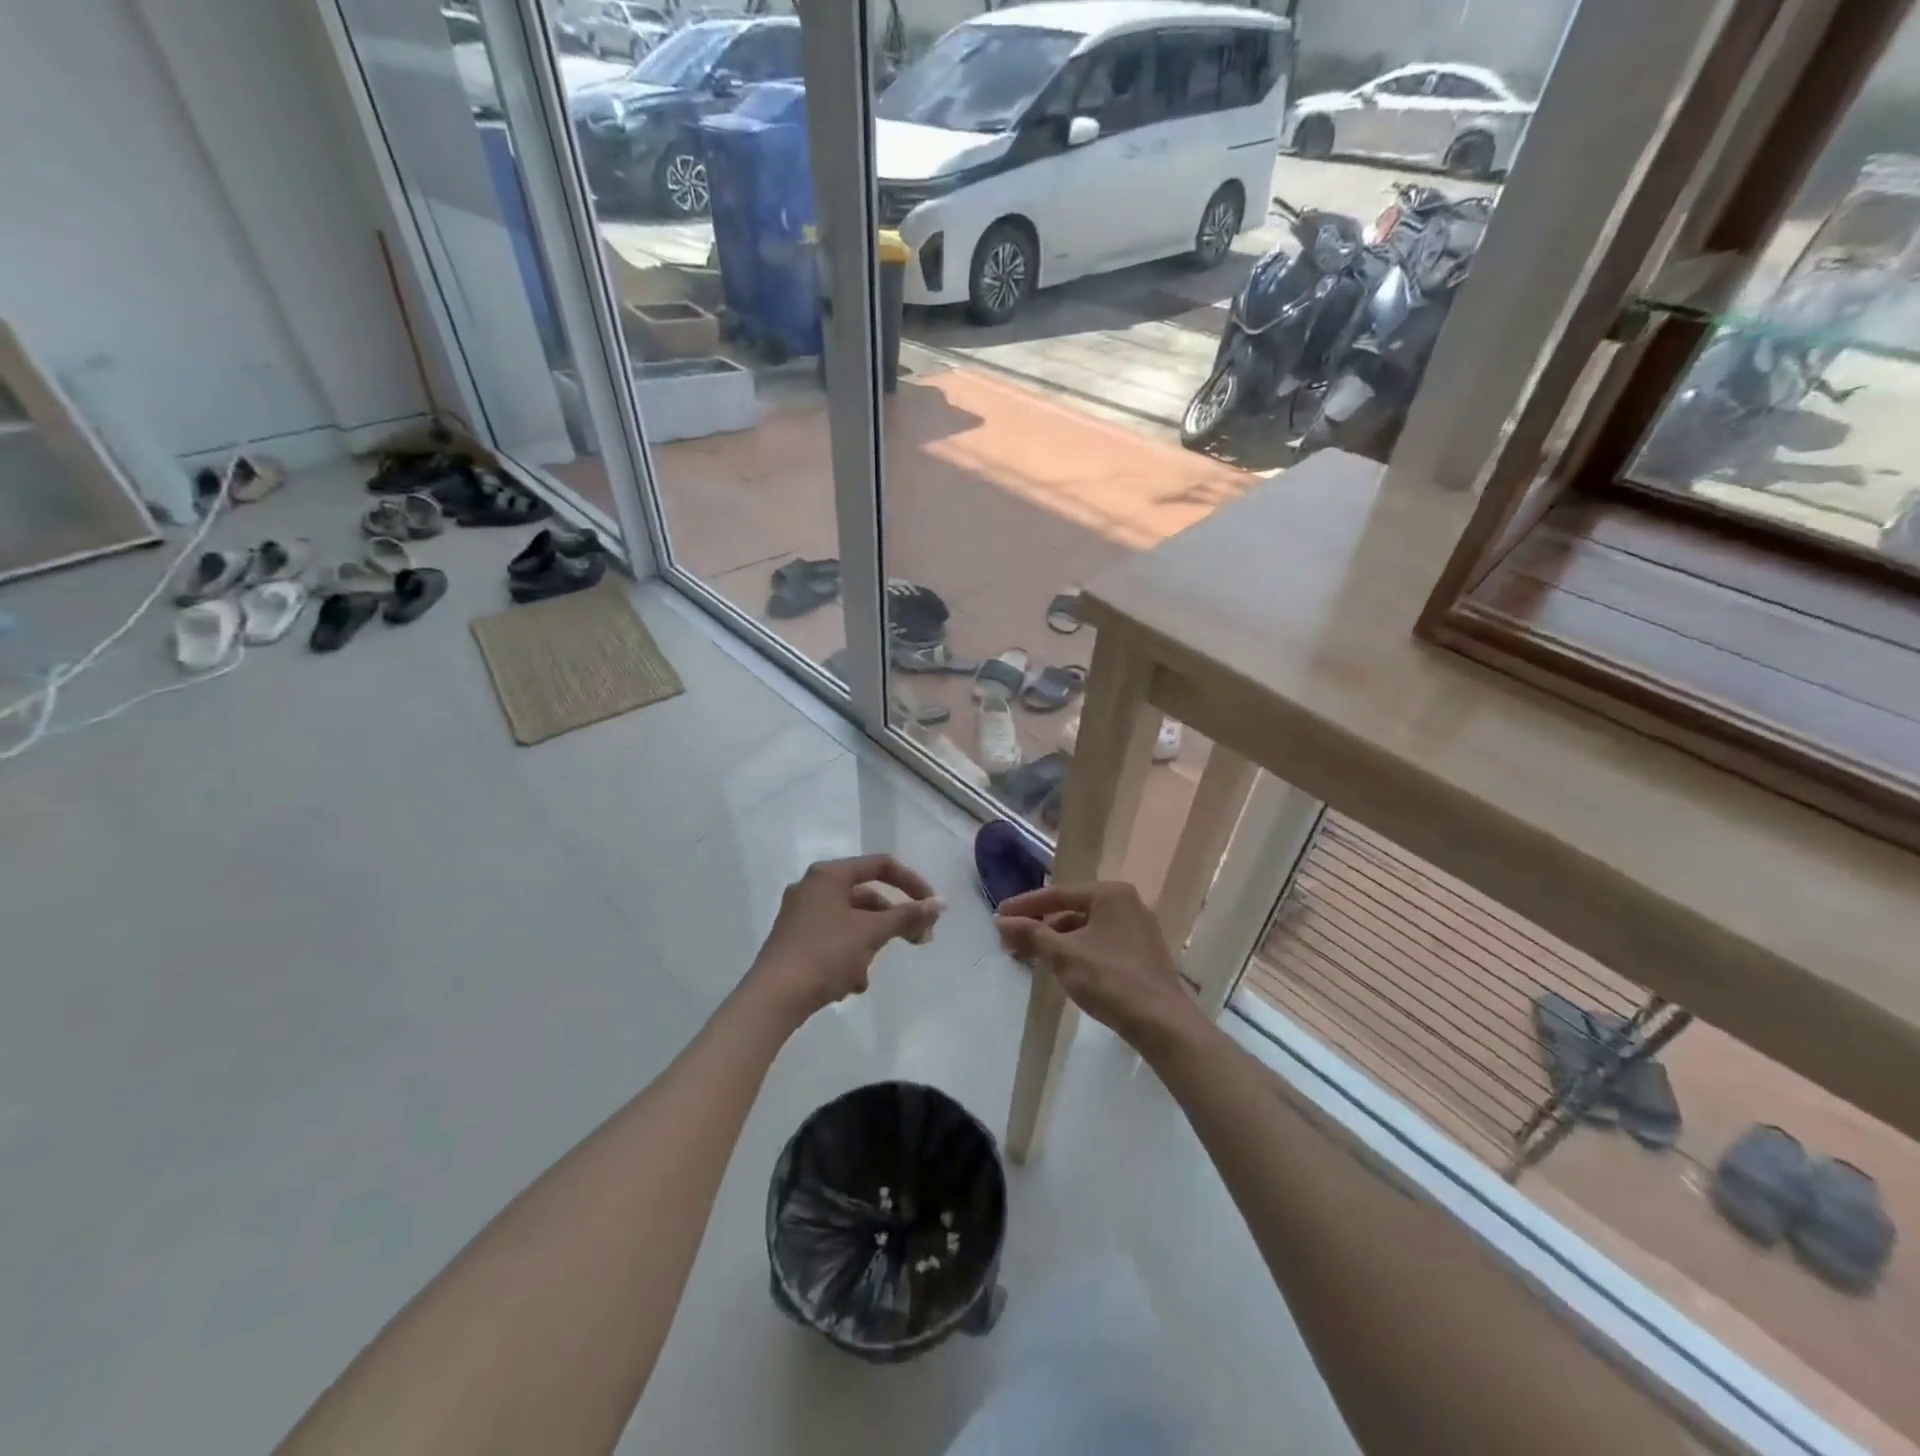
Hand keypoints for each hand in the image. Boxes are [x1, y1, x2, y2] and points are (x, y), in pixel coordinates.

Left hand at [745, 854, 944, 1024]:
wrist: (773, 998)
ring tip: (868, 973)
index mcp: (829, 875)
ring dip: (869, 945)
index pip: (881, 865)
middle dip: (893, 921)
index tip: (932, 908)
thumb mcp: (871, 933)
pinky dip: (848, 957)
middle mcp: (812, 887)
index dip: (912, 883)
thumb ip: (907, 916)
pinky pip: (833, 940)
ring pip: (851, 922)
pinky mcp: (794, 941)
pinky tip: (849, 985)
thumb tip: (941, 903)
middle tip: (919, 941)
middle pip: (867, 896)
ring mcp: (800, 915)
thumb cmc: (825, 954)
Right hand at [994, 882, 1204, 1055]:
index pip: (1057, 894)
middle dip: (1040, 925)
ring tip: (1031, 955)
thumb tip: (1001, 922)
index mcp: (1110, 894)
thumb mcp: (1063, 955)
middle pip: (1072, 909)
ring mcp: (1137, 929)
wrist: (1161, 1022)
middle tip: (1010, 940)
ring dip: (1057, 940)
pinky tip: (1060, 966)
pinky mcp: (1141, 953)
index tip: (998, 916)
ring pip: (1086, 928)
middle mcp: (1127, 903)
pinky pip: (1100, 943)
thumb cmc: (1110, 979)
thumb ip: (1031, 934)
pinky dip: (1077, 950)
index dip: (1024, 905)